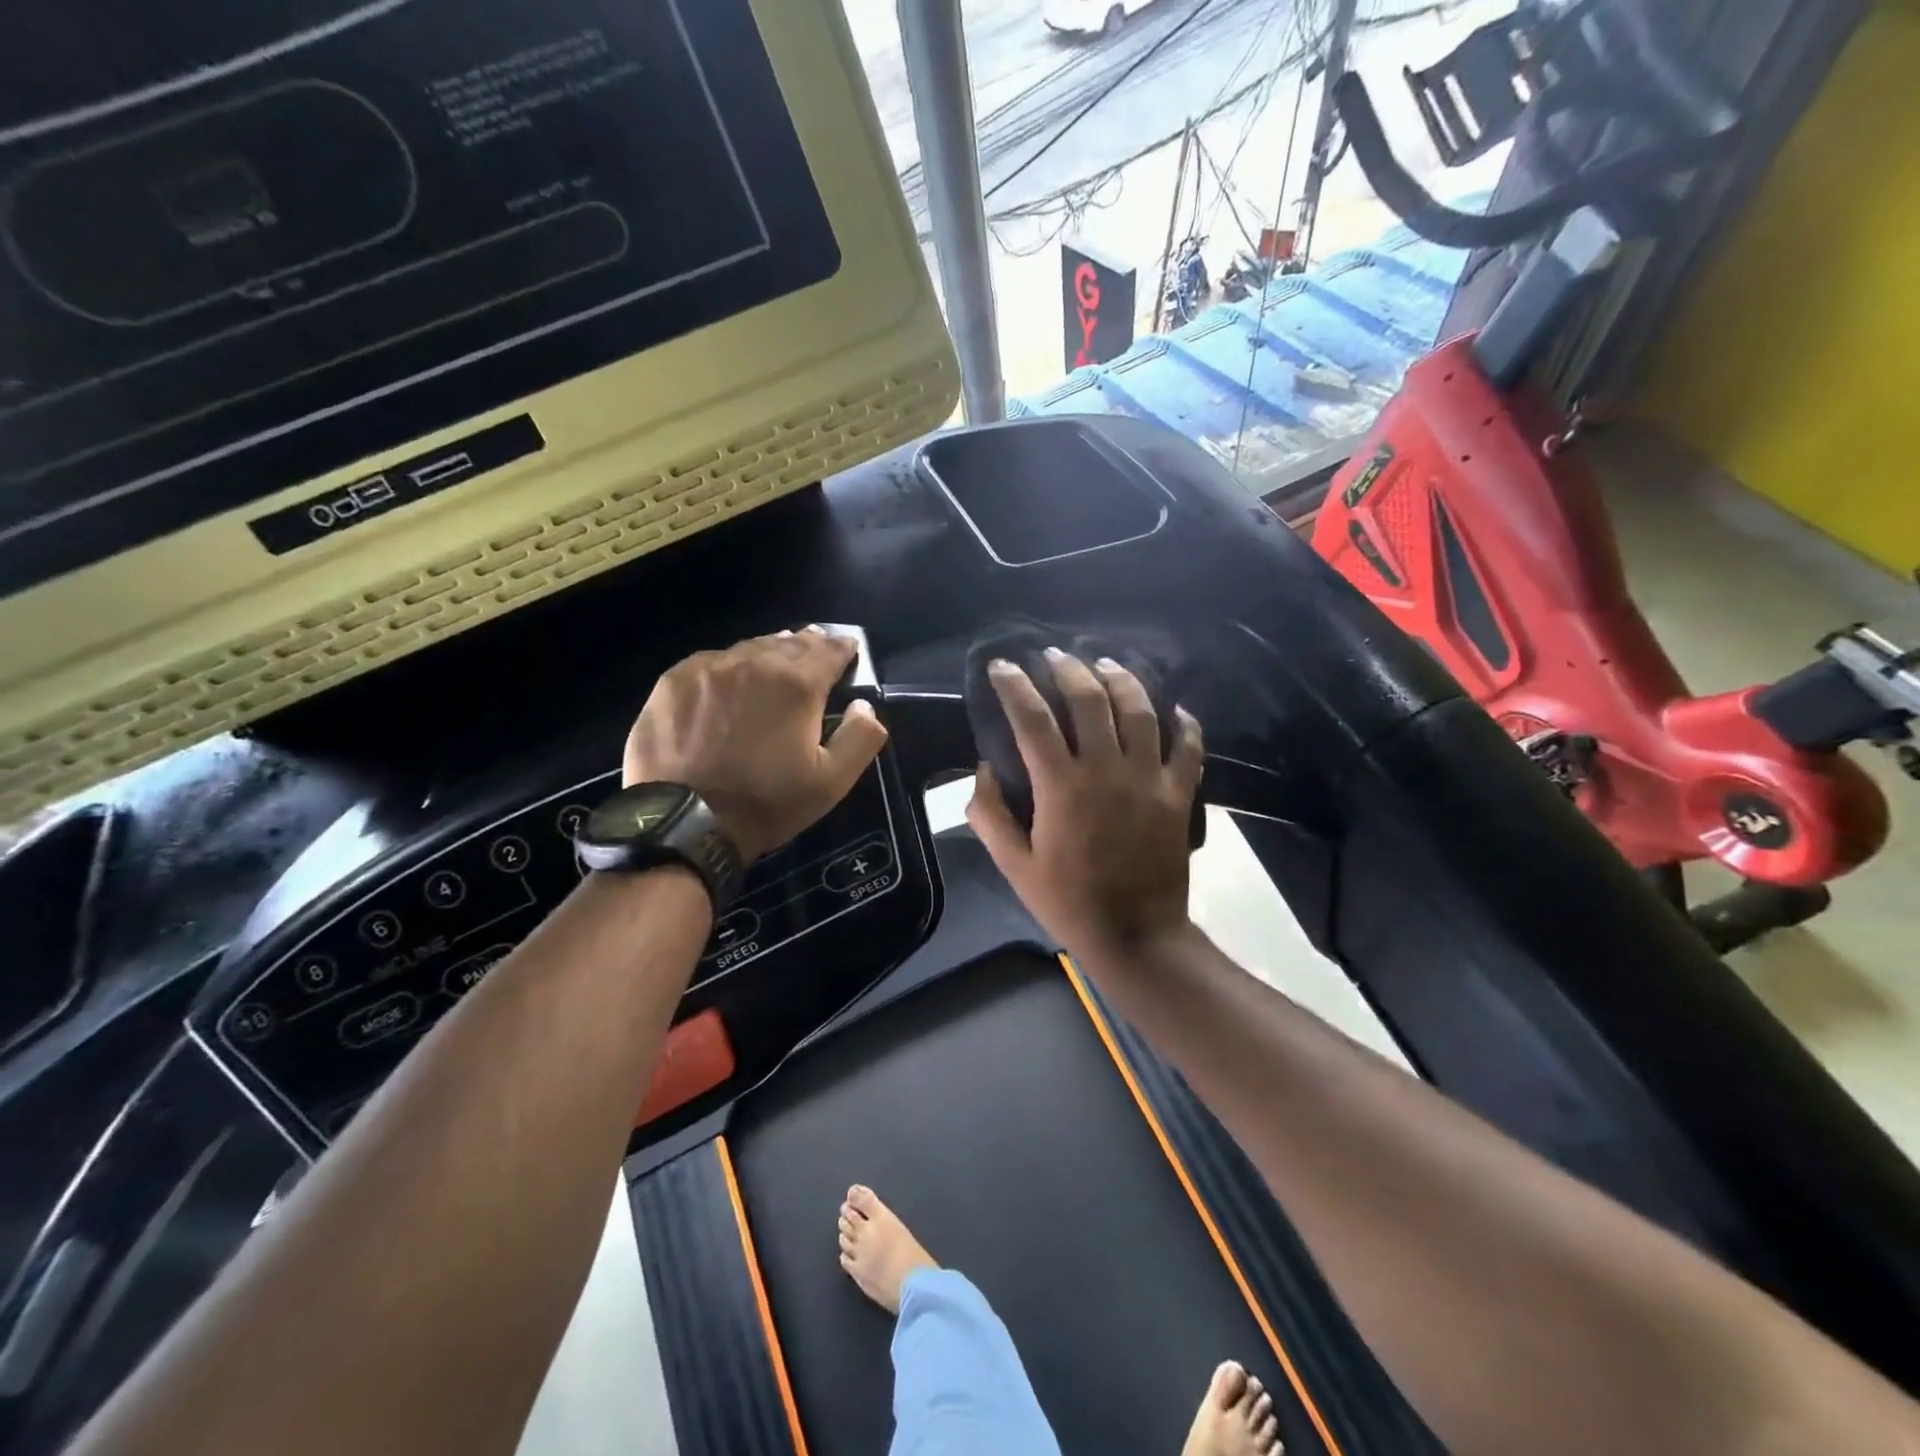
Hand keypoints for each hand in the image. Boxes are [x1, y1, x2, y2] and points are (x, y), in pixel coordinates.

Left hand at [624, 628, 888, 861]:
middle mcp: (754, 663)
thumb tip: (864, 705)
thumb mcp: (832, 782)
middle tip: (815, 650)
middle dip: (807, 645)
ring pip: (749, 648)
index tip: (849, 650)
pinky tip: (729, 679)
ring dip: (769, 652)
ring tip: (776, 659)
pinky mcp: (673, 681)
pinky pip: (711, 661)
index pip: (829, 650)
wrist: (684, 821)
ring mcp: (709, 668)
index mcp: (797, 684)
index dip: (843, 648)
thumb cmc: (766, 802)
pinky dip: (729, 665)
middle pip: (789, 643)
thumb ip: (860, 737)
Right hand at [965, 649, 1202, 959]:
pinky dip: (1183, 722)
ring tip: (1105, 664)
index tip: (1000, 666)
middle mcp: (1107, 770)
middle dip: (1069, 669)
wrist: (1136, 936)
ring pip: (1140, 710)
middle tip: (1053, 656)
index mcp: (1062, 787)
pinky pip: (1188, 746)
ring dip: (1121, 679)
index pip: (1033, 719)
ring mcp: (1149, 779)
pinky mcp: (1178, 794)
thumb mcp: (1014, 865)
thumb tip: (984, 771)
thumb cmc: (1069, 902)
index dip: (1014, 686)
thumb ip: (989, 815)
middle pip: (1091, 700)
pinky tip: (1172, 707)